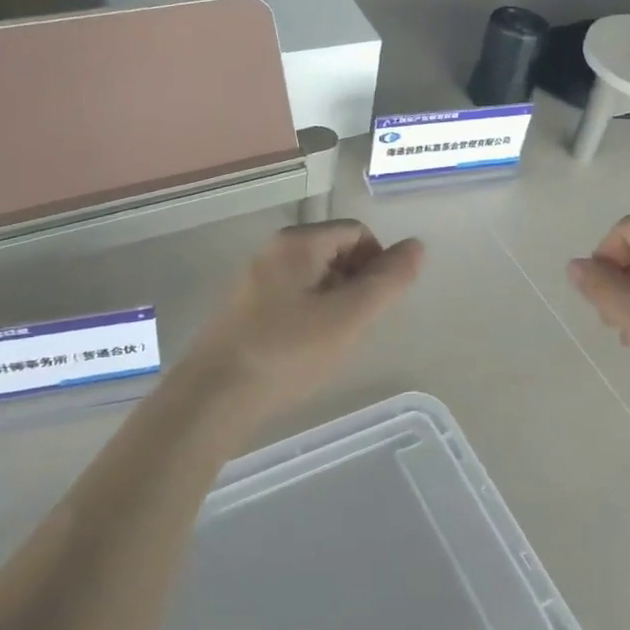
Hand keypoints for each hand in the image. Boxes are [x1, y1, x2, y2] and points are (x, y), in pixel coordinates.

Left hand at [183, 221, 423, 422]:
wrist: (213, 398)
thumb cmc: (288, 352)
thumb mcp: (349, 317)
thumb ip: (387, 281)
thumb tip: (416, 246)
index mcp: (297, 243)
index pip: (357, 232)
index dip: (378, 263)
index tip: (376, 305)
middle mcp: (272, 251)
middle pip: (334, 251)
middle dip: (356, 284)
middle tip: (356, 326)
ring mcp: (253, 280)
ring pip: (313, 278)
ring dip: (334, 303)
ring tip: (332, 342)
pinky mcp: (243, 309)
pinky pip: (291, 298)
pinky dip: (309, 316)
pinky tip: (304, 351)